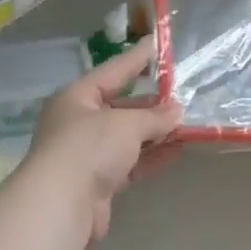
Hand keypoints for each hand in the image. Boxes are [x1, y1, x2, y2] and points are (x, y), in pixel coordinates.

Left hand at [26, 39, 182, 241]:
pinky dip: (152, 157)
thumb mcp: (126, 123)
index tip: (157, 45)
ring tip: (188, 125)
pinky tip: (177, 152)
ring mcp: (88, 154)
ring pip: (127, 137)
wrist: (62, 204)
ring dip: (156, 133)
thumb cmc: (89, 148)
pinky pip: (131, 163)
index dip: (137, 59)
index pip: (113, 71)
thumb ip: (154, 116)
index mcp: (76, 98)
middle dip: (152, 104)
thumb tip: (176, 112)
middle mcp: (79, 123)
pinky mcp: (98, 182)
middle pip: (121, 107)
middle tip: (184, 97)